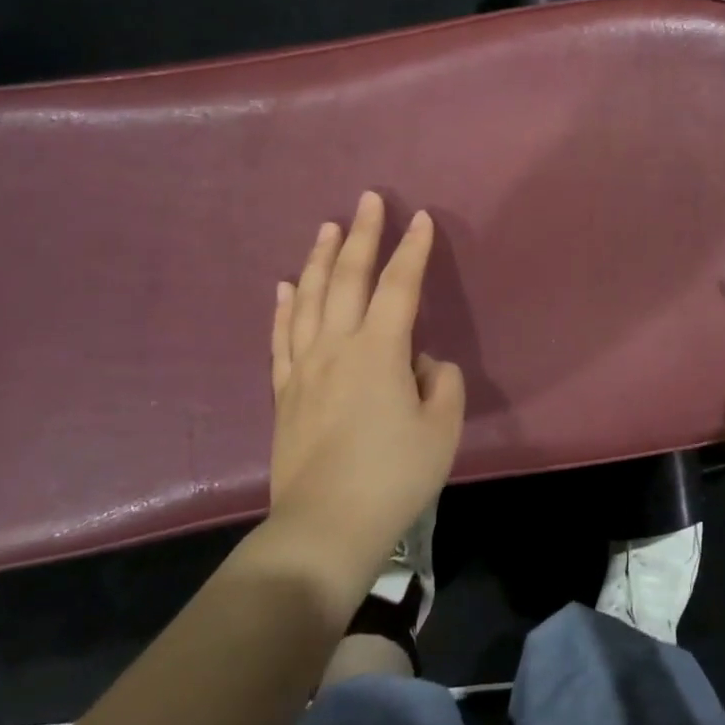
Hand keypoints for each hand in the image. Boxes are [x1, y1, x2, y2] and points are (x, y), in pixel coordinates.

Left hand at [258, 191, 464, 592]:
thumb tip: (422, 365)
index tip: (421, 218)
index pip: (399, 286)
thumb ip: (442, 384)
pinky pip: (281, 337)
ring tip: (326, 228)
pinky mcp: (284, 393)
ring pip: (307, 299)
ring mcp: (303, 368)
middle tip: (368, 199)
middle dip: (361, 235)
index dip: (413, 249)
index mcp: (379, 351)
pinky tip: (284, 286)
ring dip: (318, 259)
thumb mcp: (442, 428)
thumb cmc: (394, 476)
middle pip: (346, 278)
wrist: (326, 525)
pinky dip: (283, 307)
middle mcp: (336, 347)